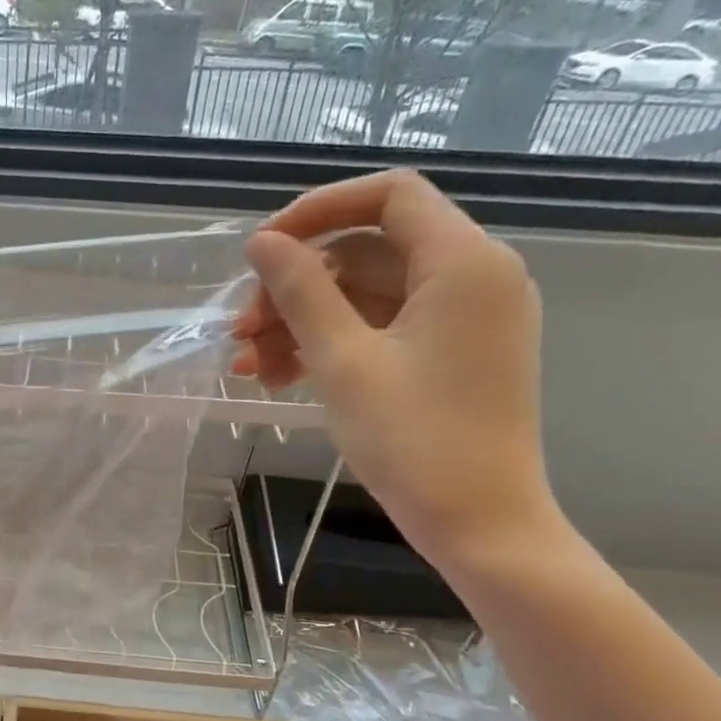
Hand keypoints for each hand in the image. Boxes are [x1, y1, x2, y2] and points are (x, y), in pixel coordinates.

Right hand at [229, 170, 558, 570]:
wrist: (479, 524)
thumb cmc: (414, 440)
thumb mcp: (344, 361)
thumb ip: (302, 291)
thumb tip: (263, 242)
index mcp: (463, 262)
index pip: (389, 196)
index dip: (318, 210)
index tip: (262, 249)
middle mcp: (472, 276)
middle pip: (367, 252)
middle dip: (295, 287)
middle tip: (240, 332)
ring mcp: (462, 319)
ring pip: (365, 296)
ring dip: (302, 324)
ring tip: (250, 367)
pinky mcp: (449, 354)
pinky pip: (381, 329)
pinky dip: (331, 345)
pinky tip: (283, 377)